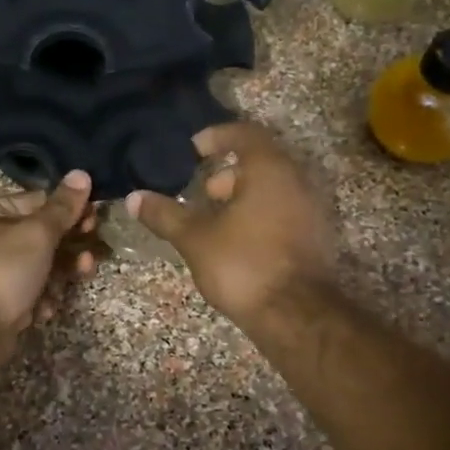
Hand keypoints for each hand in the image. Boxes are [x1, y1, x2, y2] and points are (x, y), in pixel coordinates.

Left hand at [0, 172, 97, 365]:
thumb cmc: (2, 269)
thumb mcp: (37, 232)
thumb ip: (62, 207)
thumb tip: (81, 173)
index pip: (38, 201)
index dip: (68, 209)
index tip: (95, 218)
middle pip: (42, 236)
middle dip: (71, 244)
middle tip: (93, 251)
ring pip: (41, 266)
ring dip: (63, 272)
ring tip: (83, 274)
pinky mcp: (3, 303)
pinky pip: (32, 293)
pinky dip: (44, 298)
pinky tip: (45, 307)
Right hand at [127, 122, 336, 328]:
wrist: (297, 316)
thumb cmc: (243, 264)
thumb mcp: (195, 238)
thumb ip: (165, 214)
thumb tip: (134, 198)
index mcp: (270, 169)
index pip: (245, 133)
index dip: (217, 137)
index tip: (193, 150)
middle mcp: (297, 181)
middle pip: (262, 161)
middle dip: (228, 173)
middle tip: (202, 192)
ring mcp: (312, 210)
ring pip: (274, 189)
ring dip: (243, 196)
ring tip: (214, 220)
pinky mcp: (315, 238)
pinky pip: (284, 211)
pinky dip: (260, 215)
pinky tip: (237, 242)